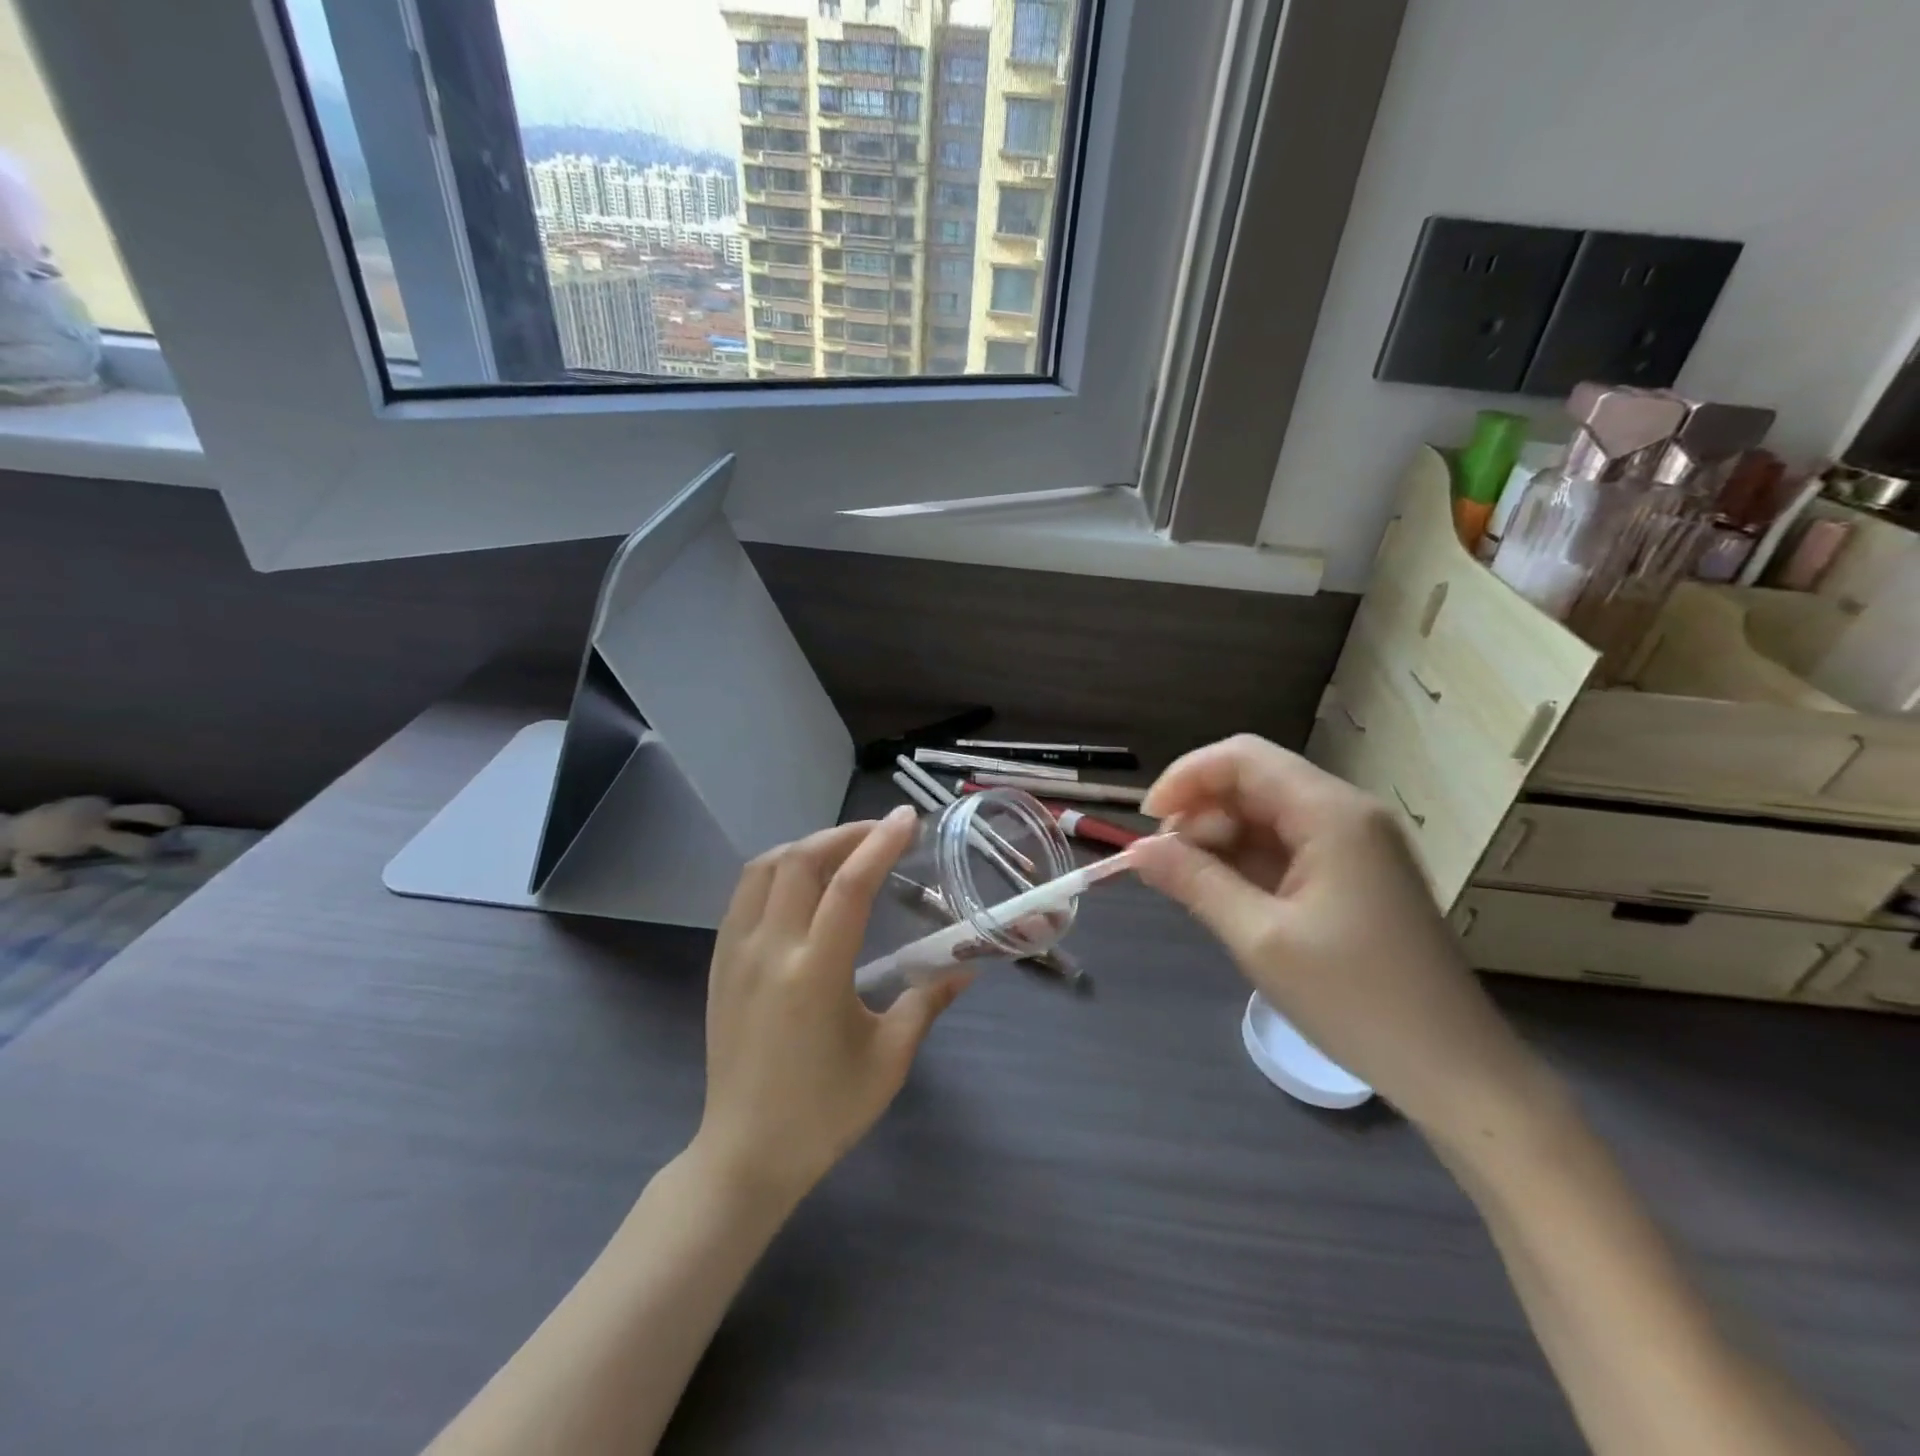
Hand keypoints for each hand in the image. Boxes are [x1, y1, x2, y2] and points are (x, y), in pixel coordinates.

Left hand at [695, 807, 970, 1207]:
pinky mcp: (719, 963)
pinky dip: (778, 870)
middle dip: (844, 834)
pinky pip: (745, 894)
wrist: (745, 1155)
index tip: (907, 819)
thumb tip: (966, 968)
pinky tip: (803, 883)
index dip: (880, 844)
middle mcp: (769, 951)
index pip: (849, 886)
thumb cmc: (825, 1112)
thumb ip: (927, 1003)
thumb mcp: (889, 1060)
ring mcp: (735, 954)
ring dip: (807, 846)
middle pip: (801, 861)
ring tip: (844, 850)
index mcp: (814, 973)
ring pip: (765, 868)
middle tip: (881, 832)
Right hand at [1131, 736, 1545, 1139]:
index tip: (1147, 824)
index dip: (1185, 778)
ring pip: (1266, 813)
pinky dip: (1247, 861)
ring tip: (1192, 887)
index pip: (1242, 759)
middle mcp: (1346, 812)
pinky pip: (1287, 844)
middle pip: (1254, 781)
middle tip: (1166, 865)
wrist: (1455, 1071)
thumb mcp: (1259, 939)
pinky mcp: (1355, 873)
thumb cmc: (1355, 1000)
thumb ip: (1194, 881)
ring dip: (1220, 838)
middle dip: (1200, 812)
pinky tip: (1227, 895)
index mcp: (1330, 813)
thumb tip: (1135, 850)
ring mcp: (1355, 843)